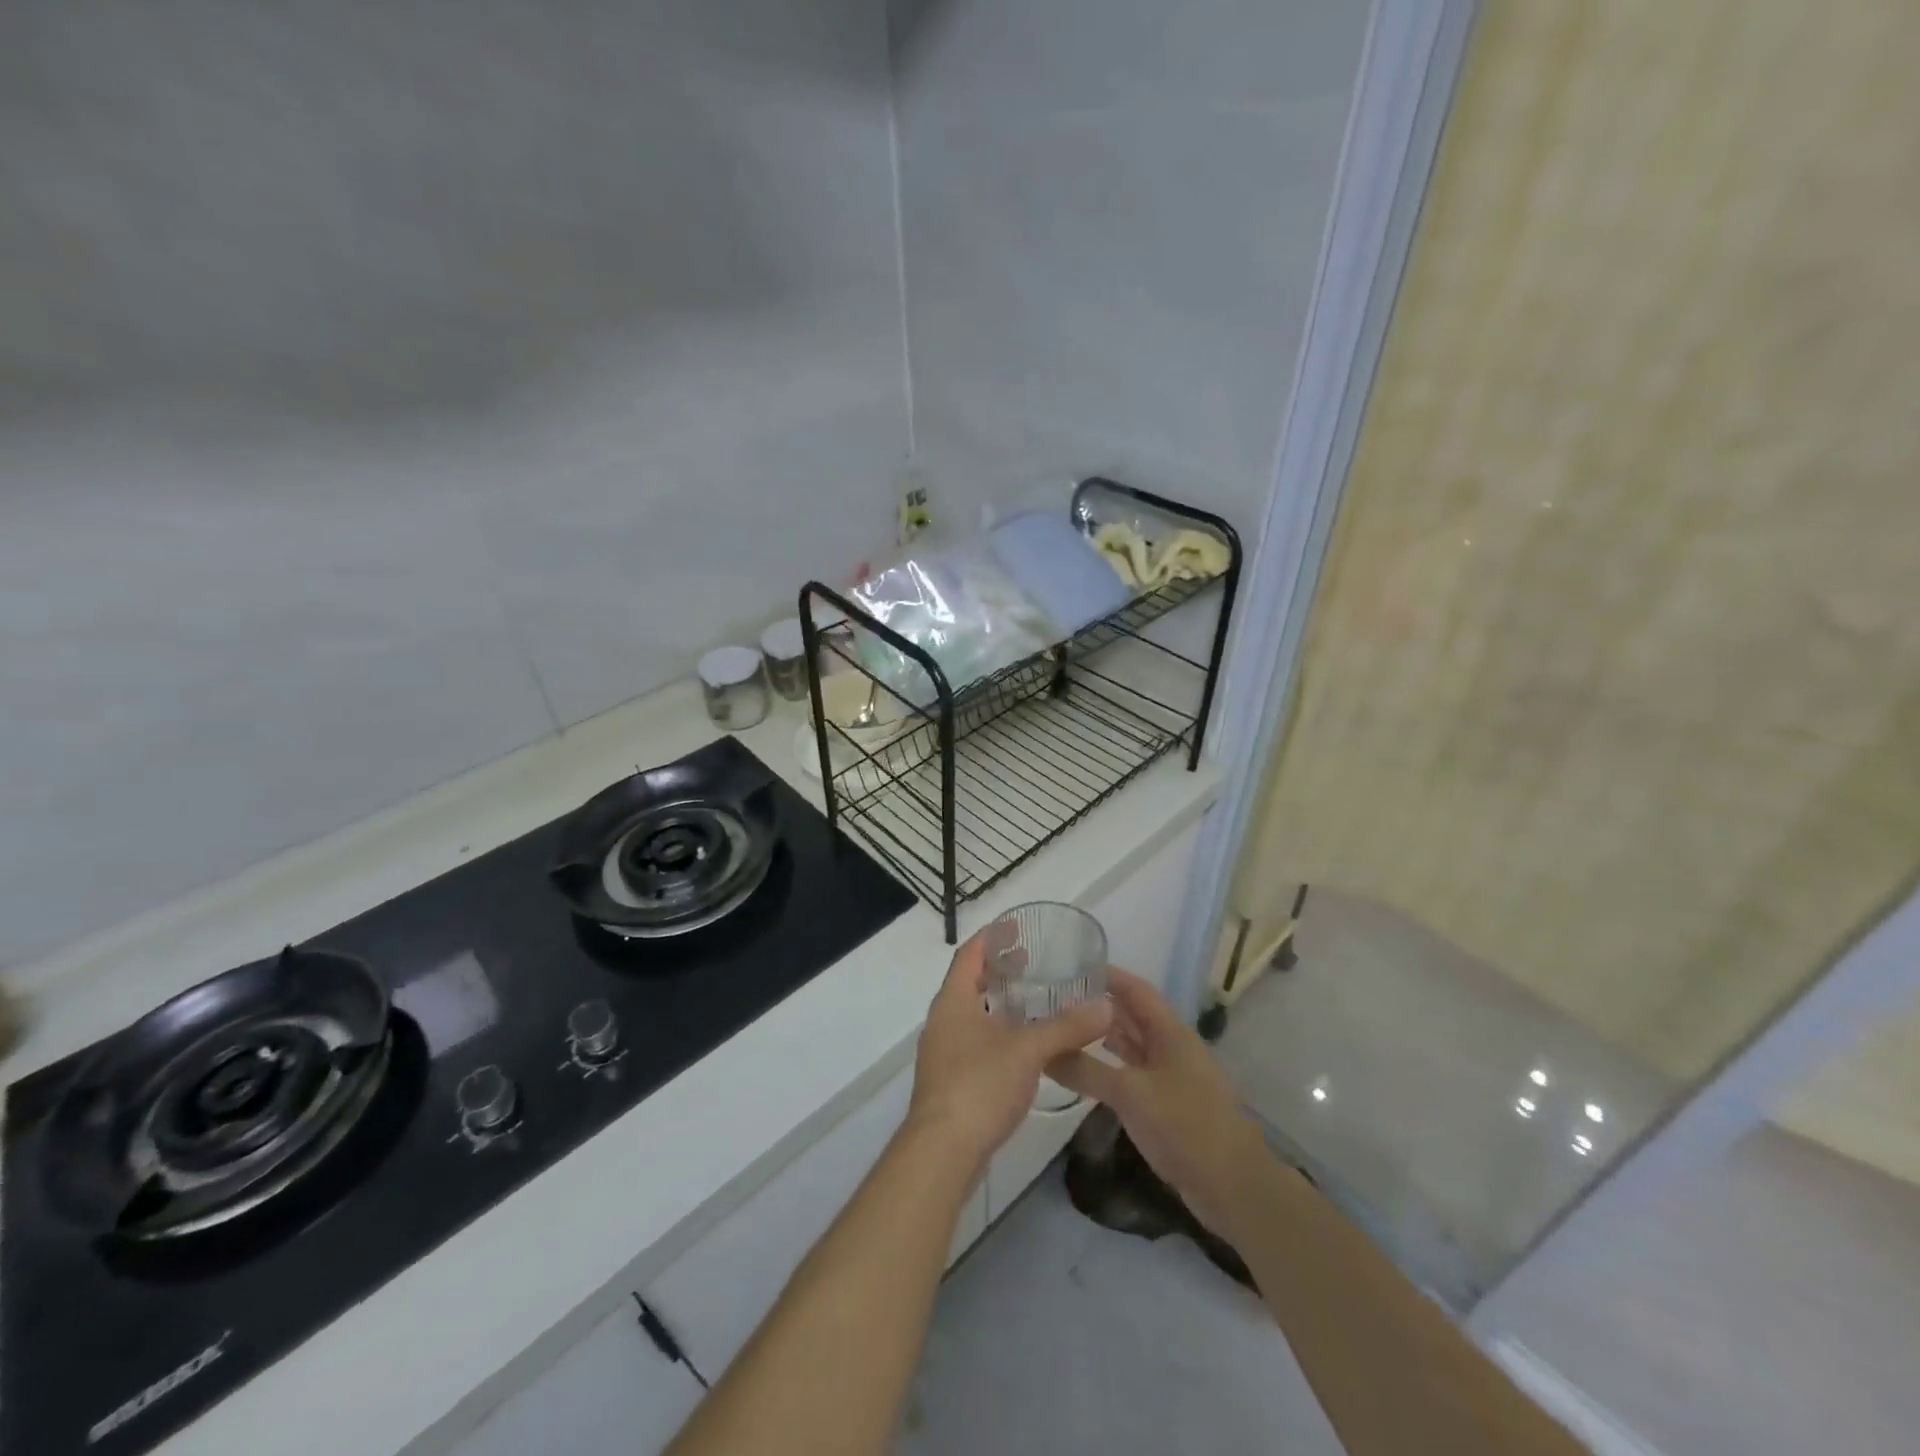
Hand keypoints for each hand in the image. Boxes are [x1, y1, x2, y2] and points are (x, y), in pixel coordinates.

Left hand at [906, 929, 1111, 1175]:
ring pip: (972, 1015)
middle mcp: (943, 1021)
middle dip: (998, 970)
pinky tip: (1023, 1047)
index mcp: (953, 1001)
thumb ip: (1067, 1027)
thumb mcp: (1028, 1050)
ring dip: (998, 1003)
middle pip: (969, 983)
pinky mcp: (951, 1082)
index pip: (969, 955)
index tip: (1016, 927)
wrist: (941, 1153)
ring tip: (1032, 1001)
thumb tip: (1106, 1006)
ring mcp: (944, 1053)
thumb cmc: (979, 1086)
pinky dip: (998, 1032)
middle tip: (1031, 961)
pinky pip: (975, 1042)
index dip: (992, 938)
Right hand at [1046, 968, 1269, 1236]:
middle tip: (1055, 999)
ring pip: (1131, 1046)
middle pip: (1131, 1015)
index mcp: (1169, 1032)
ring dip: (1102, 1037)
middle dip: (1097, 1005)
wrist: (1232, 1186)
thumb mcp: (1130, 1093)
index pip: (1135, 989)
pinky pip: (1132, 1074)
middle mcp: (1170, 1047)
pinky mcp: (1167, 1105)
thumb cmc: (1184, 1125)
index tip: (1070, 966)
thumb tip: (1043, 1051)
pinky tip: (1086, 1071)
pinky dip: (1109, 1068)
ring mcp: (1170, 1077)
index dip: (1106, 975)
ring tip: (1063, 1029)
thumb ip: (1086, 1070)